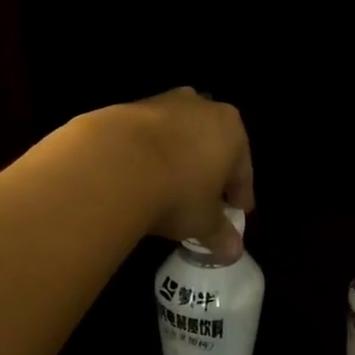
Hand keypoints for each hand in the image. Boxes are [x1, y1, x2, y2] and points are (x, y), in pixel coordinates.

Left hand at [90, 88, 253, 257]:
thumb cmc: (176, 192)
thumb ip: (221, 234)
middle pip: (212, 145)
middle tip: (205, 199)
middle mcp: (202, 108)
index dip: (239, 193)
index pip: (243, 168)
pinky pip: (147, 137)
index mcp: (232, 130)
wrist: (112, 164)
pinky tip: (140, 177)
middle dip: (209, 171)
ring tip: (168, 188)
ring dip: (178, 159)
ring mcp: (163, 102)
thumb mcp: (204, 222)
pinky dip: (148, 154)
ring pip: (179, 136)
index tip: (237, 211)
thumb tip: (233, 251)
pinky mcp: (127, 107)